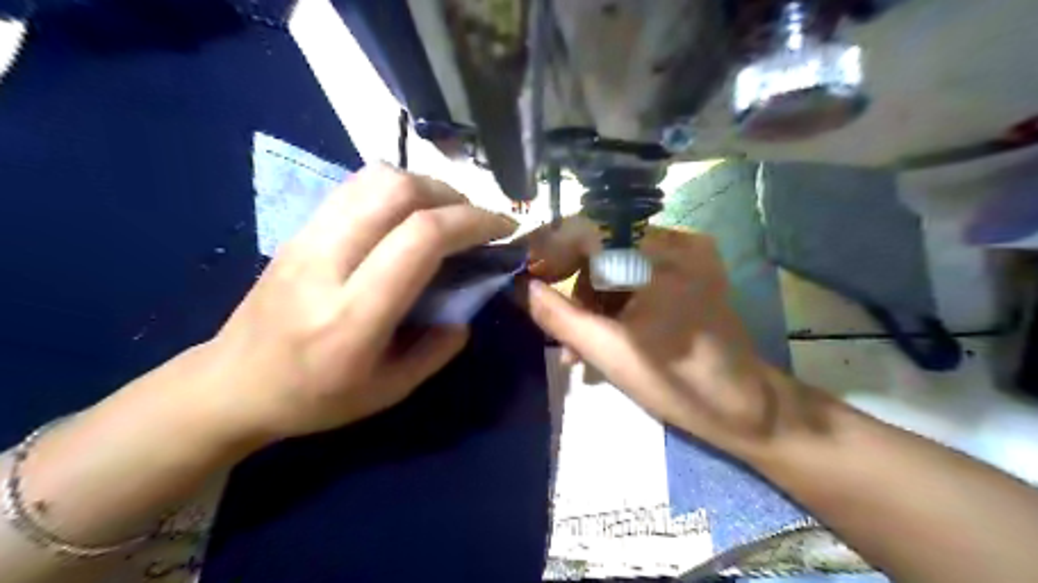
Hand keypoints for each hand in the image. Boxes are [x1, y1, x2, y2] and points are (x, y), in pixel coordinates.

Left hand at [191, 165, 516, 442]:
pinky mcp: (299, 228)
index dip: (472, 222)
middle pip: (397, 190)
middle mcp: (327, 263)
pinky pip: (356, 186)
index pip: (420, 238)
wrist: (232, 384)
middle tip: (476, 221)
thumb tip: (470, 304)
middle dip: (453, 195)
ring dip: (426, 185)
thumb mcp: (391, 390)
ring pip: (375, 177)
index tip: (503, 229)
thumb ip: (439, 348)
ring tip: (447, 215)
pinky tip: (410, 216)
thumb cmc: (315, 398)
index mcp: (353, 316)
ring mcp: (306, 238)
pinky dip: (398, 189)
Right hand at [527, 227, 795, 458]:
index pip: (589, 230)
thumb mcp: (609, 353)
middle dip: (569, 281)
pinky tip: (603, 330)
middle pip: (601, 243)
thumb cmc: (678, 385)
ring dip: (590, 296)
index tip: (525, 275)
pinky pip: (635, 270)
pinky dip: (613, 298)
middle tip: (548, 314)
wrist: (743, 407)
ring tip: (577, 343)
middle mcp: (677, 241)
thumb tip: (521, 287)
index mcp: (662, 258)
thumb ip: (559, 316)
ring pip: (615, 260)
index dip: (549, 249)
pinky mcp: (689, 268)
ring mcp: (687, 253)